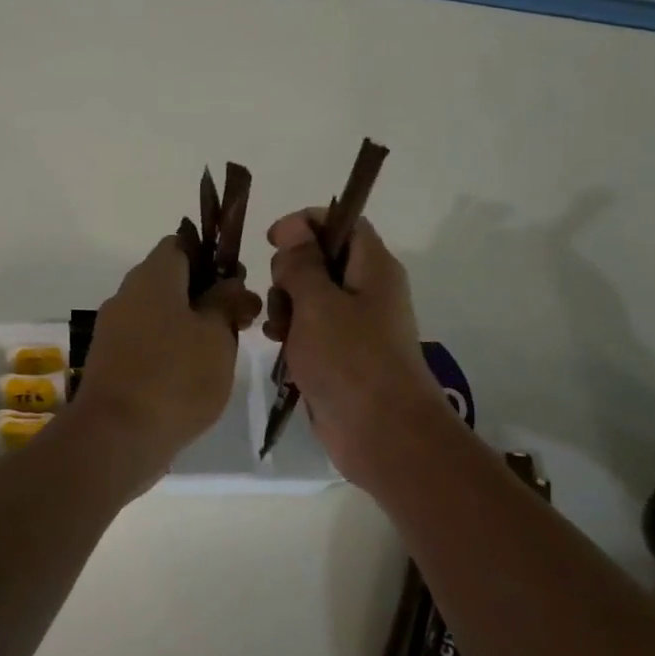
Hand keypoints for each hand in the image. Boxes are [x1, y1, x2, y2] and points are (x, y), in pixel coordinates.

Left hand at [73, 236, 262, 474]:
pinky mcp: (110, 363)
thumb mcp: (217, 335)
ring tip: (221, 353)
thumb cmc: (176, 376)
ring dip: (189, 326)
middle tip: (239, 322)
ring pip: (159, 314)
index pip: (181, 244)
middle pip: (170, 281)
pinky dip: (169, 351)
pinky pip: (146, 343)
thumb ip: (227, 302)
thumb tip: (231, 283)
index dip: (212, 257)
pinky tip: (192, 377)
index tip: (237, 284)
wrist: (117, 436)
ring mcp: (113, 330)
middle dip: (205, 296)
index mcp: (152, 276)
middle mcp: (126, 295)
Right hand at [264, 210, 451, 484]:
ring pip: (311, 296)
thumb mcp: (318, 303)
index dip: (306, 224)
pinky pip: (311, 329)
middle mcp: (368, 290)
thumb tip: (294, 232)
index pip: (342, 222)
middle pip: (322, 259)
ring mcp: (356, 325)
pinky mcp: (342, 355)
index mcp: (373, 267)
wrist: (381, 433)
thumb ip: (301, 264)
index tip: (273, 239)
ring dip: (286, 305)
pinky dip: (291, 332)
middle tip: (281, 295)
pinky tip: (278, 345)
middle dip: (290, 271)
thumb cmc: (350, 360)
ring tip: (277, 329)